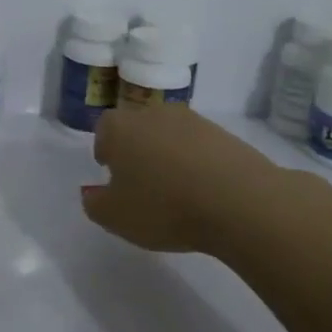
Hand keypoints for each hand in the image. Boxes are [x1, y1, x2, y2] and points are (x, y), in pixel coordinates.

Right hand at [80, 103, 291, 251]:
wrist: (238, 200)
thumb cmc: (163, 206)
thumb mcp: (115, 217)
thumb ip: (95, 204)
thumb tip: (92, 193)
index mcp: (120, 127)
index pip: (104, 129)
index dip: (105, 150)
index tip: (110, 172)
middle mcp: (154, 114)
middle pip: (138, 128)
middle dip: (136, 150)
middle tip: (141, 182)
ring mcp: (193, 121)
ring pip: (170, 135)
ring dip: (168, 156)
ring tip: (175, 191)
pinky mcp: (225, 135)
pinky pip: (200, 147)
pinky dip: (197, 164)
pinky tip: (203, 191)